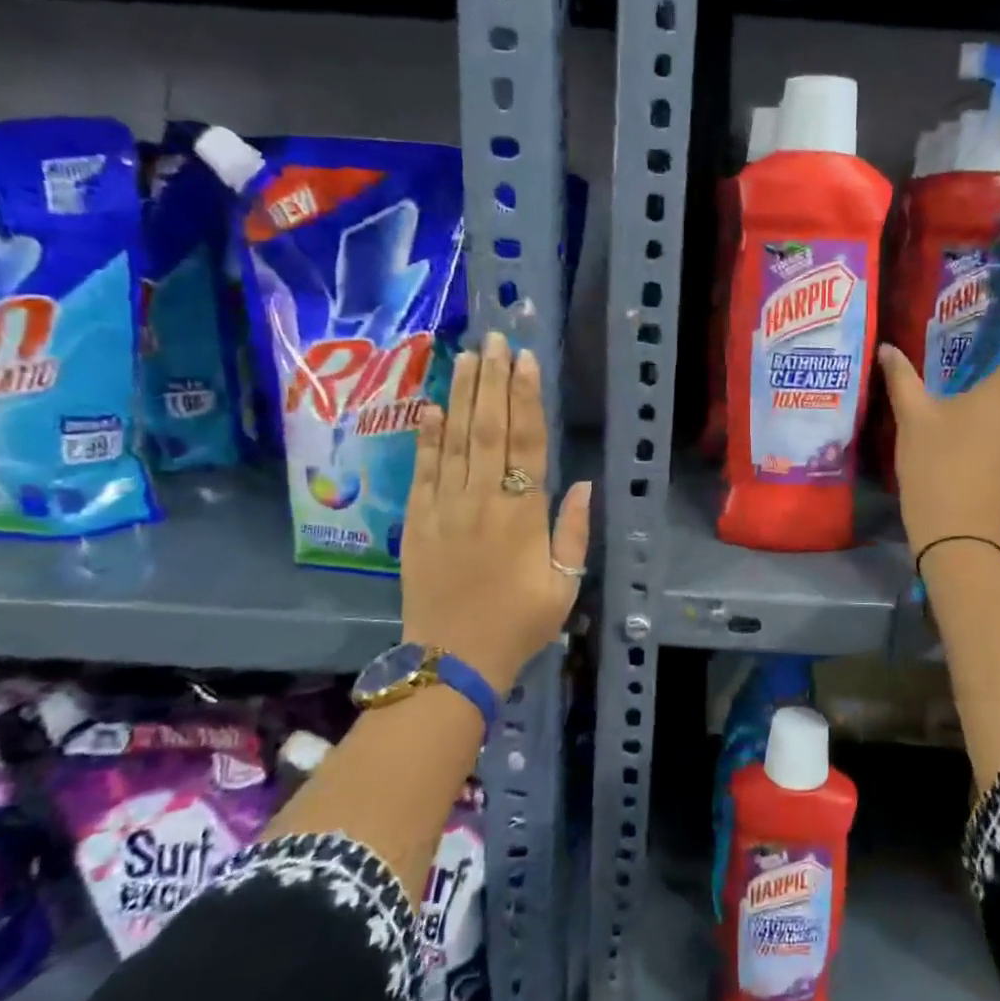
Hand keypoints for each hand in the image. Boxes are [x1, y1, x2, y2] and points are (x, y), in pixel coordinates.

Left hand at [400, 329, 591, 691]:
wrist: (451, 661)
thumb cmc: (518, 625)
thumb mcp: (564, 586)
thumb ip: (574, 532)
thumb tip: (583, 483)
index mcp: (523, 514)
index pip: (527, 443)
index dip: (527, 398)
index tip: (526, 360)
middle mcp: (482, 500)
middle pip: (488, 428)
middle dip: (492, 380)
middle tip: (495, 339)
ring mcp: (444, 508)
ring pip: (454, 440)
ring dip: (460, 395)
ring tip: (467, 356)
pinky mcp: (416, 523)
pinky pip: (421, 470)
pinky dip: (425, 436)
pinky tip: (429, 405)